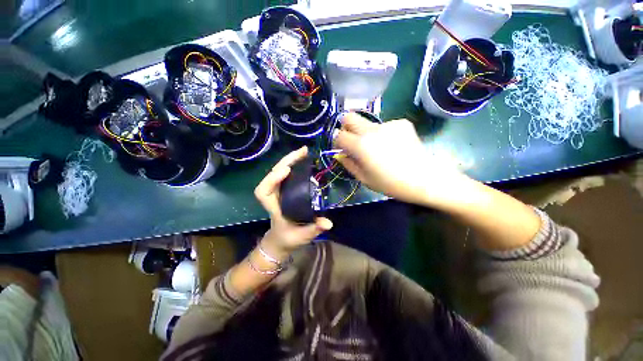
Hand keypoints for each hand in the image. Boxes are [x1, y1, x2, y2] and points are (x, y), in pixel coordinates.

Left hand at [254, 146, 332, 259]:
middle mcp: (275, 196)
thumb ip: (314, 229)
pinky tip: (304, 160)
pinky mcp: (286, 189)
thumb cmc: (289, 238)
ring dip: (291, 160)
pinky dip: (294, 165)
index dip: (272, 179)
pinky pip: (287, 174)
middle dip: (286, 161)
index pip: (263, 192)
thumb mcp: (303, 236)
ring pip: (279, 171)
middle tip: (303, 152)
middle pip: (272, 175)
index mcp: (274, 207)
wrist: (282, 238)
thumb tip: (328, 223)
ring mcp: (280, 191)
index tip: (286, 171)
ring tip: (304, 152)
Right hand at [333, 113, 467, 206]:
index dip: (337, 141)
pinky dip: (384, 134)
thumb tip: (340, 155)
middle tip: (352, 139)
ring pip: (368, 123)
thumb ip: (349, 164)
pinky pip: (385, 126)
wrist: (424, 179)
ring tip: (379, 148)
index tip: (341, 147)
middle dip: (346, 126)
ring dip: (367, 133)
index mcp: (360, 146)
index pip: (340, 135)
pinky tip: (394, 145)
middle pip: (350, 117)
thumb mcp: (365, 179)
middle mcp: (372, 130)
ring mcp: (388, 124)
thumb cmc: (391, 184)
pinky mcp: (402, 123)